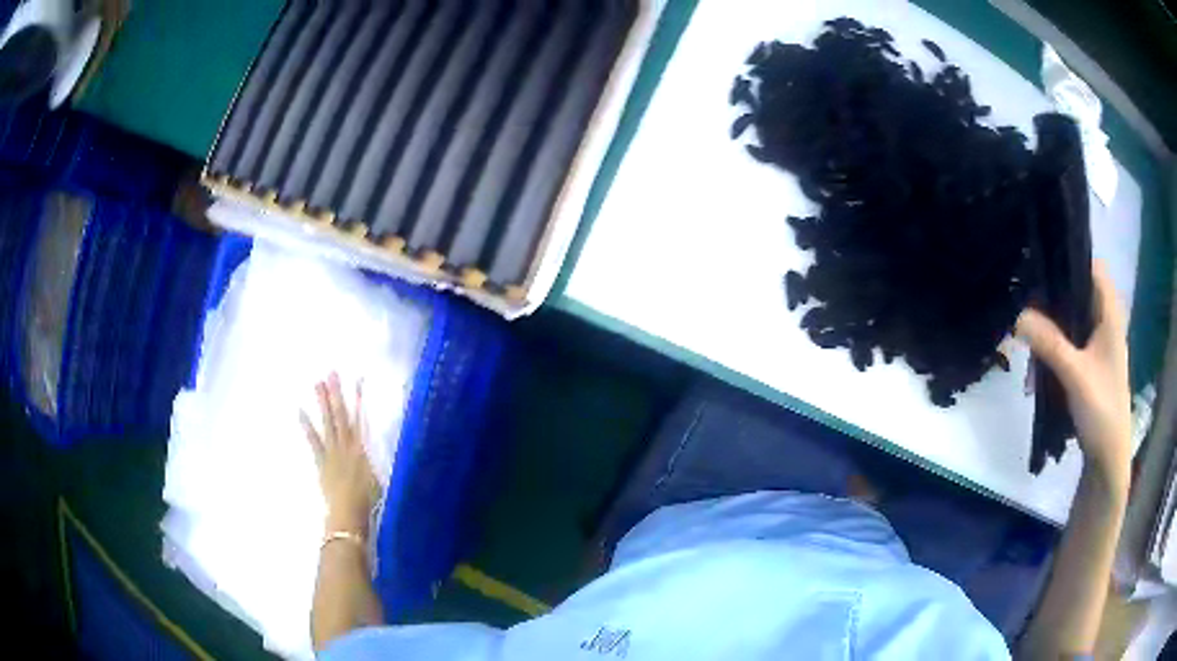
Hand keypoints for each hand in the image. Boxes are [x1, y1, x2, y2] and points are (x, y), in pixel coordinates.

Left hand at [301, 373, 378, 534]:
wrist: (349, 514)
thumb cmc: (369, 501)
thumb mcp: (377, 479)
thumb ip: (372, 462)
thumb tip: (370, 451)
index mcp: (362, 449)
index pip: (360, 418)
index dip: (358, 399)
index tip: (358, 380)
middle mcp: (347, 445)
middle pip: (341, 415)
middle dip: (336, 394)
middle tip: (331, 373)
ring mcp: (332, 452)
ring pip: (327, 422)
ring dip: (323, 403)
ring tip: (317, 383)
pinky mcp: (321, 461)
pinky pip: (313, 440)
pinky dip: (306, 426)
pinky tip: (300, 410)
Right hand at [1016, 261, 1130, 488]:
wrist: (1108, 456)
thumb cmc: (1102, 409)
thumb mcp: (1075, 375)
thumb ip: (1049, 343)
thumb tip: (1017, 315)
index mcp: (1110, 313)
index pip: (1093, 266)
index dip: (1071, 255)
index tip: (1044, 257)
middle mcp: (1106, 320)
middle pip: (1081, 288)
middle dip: (1056, 288)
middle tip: (1029, 290)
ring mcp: (1100, 342)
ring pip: (1076, 314)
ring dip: (1054, 317)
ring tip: (1029, 320)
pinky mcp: (1092, 361)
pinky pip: (1073, 336)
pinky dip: (1057, 338)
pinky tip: (1041, 350)